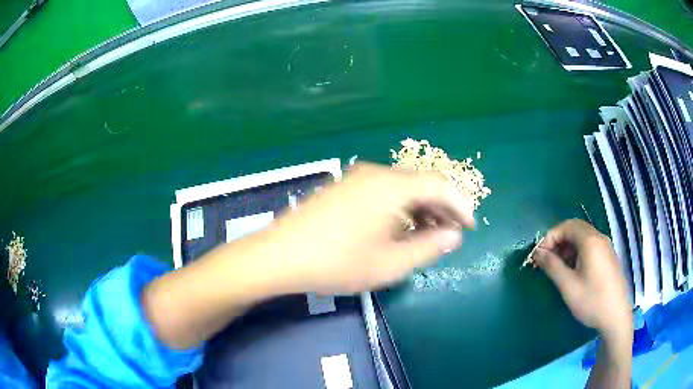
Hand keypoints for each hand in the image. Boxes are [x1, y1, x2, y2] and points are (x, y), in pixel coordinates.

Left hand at [259, 162, 474, 294]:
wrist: (281, 255)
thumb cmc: (338, 262)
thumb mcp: (391, 263)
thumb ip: (429, 247)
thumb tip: (454, 235)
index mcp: (393, 186)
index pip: (440, 186)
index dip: (460, 205)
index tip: (471, 226)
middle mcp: (377, 173)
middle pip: (421, 183)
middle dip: (442, 207)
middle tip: (451, 232)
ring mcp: (356, 178)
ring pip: (401, 187)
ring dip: (420, 207)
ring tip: (428, 233)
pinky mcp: (343, 187)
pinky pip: (382, 191)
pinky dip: (400, 207)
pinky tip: (399, 228)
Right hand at [533, 219, 631, 338]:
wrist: (616, 316)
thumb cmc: (591, 301)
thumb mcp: (568, 286)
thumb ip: (552, 266)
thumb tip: (538, 253)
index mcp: (590, 241)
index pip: (567, 226)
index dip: (550, 237)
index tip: (540, 255)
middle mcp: (599, 238)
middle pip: (575, 229)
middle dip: (558, 241)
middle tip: (547, 260)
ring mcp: (606, 247)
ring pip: (583, 238)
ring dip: (568, 247)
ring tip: (559, 268)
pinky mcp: (608, 257)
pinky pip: (590, 246)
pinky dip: (578, 252)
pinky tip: (574, 271)